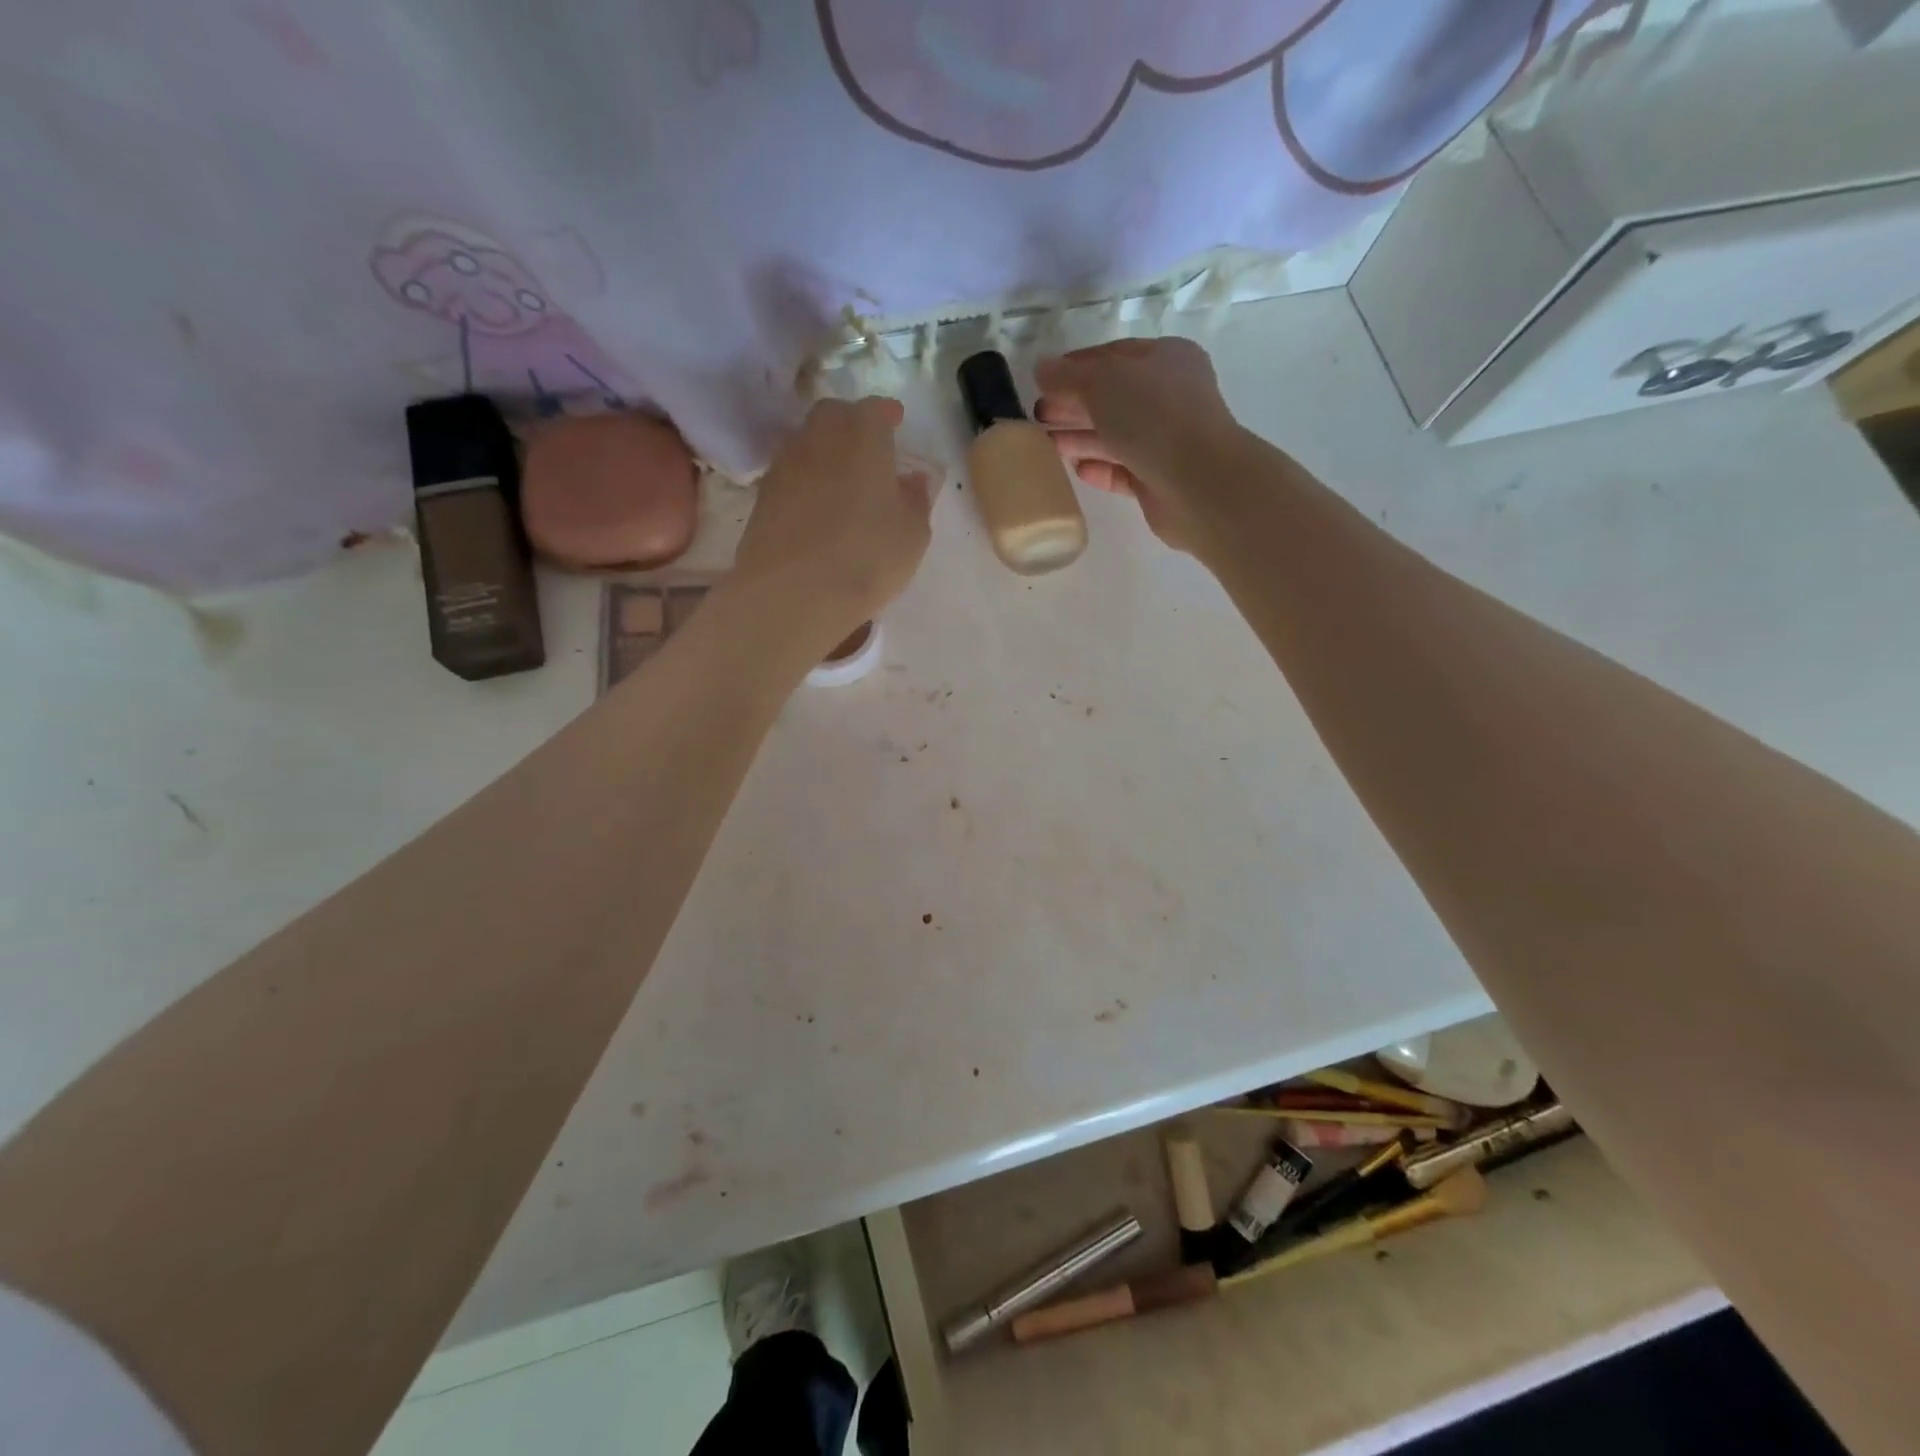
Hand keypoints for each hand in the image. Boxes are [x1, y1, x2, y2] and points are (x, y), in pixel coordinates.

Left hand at [732, 396, 933, 640]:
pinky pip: (791, 475)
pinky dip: (807, 481)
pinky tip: (818, 507)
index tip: (897, 422)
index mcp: (862, 434)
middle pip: (833, 415)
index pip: (875, 409)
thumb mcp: (913, 534)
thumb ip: (916, 500)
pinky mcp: (763, 497)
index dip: (887, 415)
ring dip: (826, 452)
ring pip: (808, 443)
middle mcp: (819, 437)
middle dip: (852, 424)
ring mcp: (785, 465)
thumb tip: (912, 480)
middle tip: (869, 448)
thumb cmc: (868, 556)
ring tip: (843, 480)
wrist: (793, 593)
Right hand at [1035, 338, 1240, 551]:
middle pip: (1112, 397)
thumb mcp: (1103, 381)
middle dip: (1073, 405)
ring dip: (1081, 437)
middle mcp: (1170, 396)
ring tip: (1046, 445)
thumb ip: (1068, 375)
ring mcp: (1166, 440)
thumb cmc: (1153, 416)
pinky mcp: (1159, 480)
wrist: (1197, 481)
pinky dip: (1100, 468)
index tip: (1041, 381)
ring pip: (1116, 435)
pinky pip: (1123, 470)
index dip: (1074, 366)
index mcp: (1166, 359)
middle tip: (1038, 416)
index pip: (1112, 356)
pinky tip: (1077, 470)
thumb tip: (1041, 368)